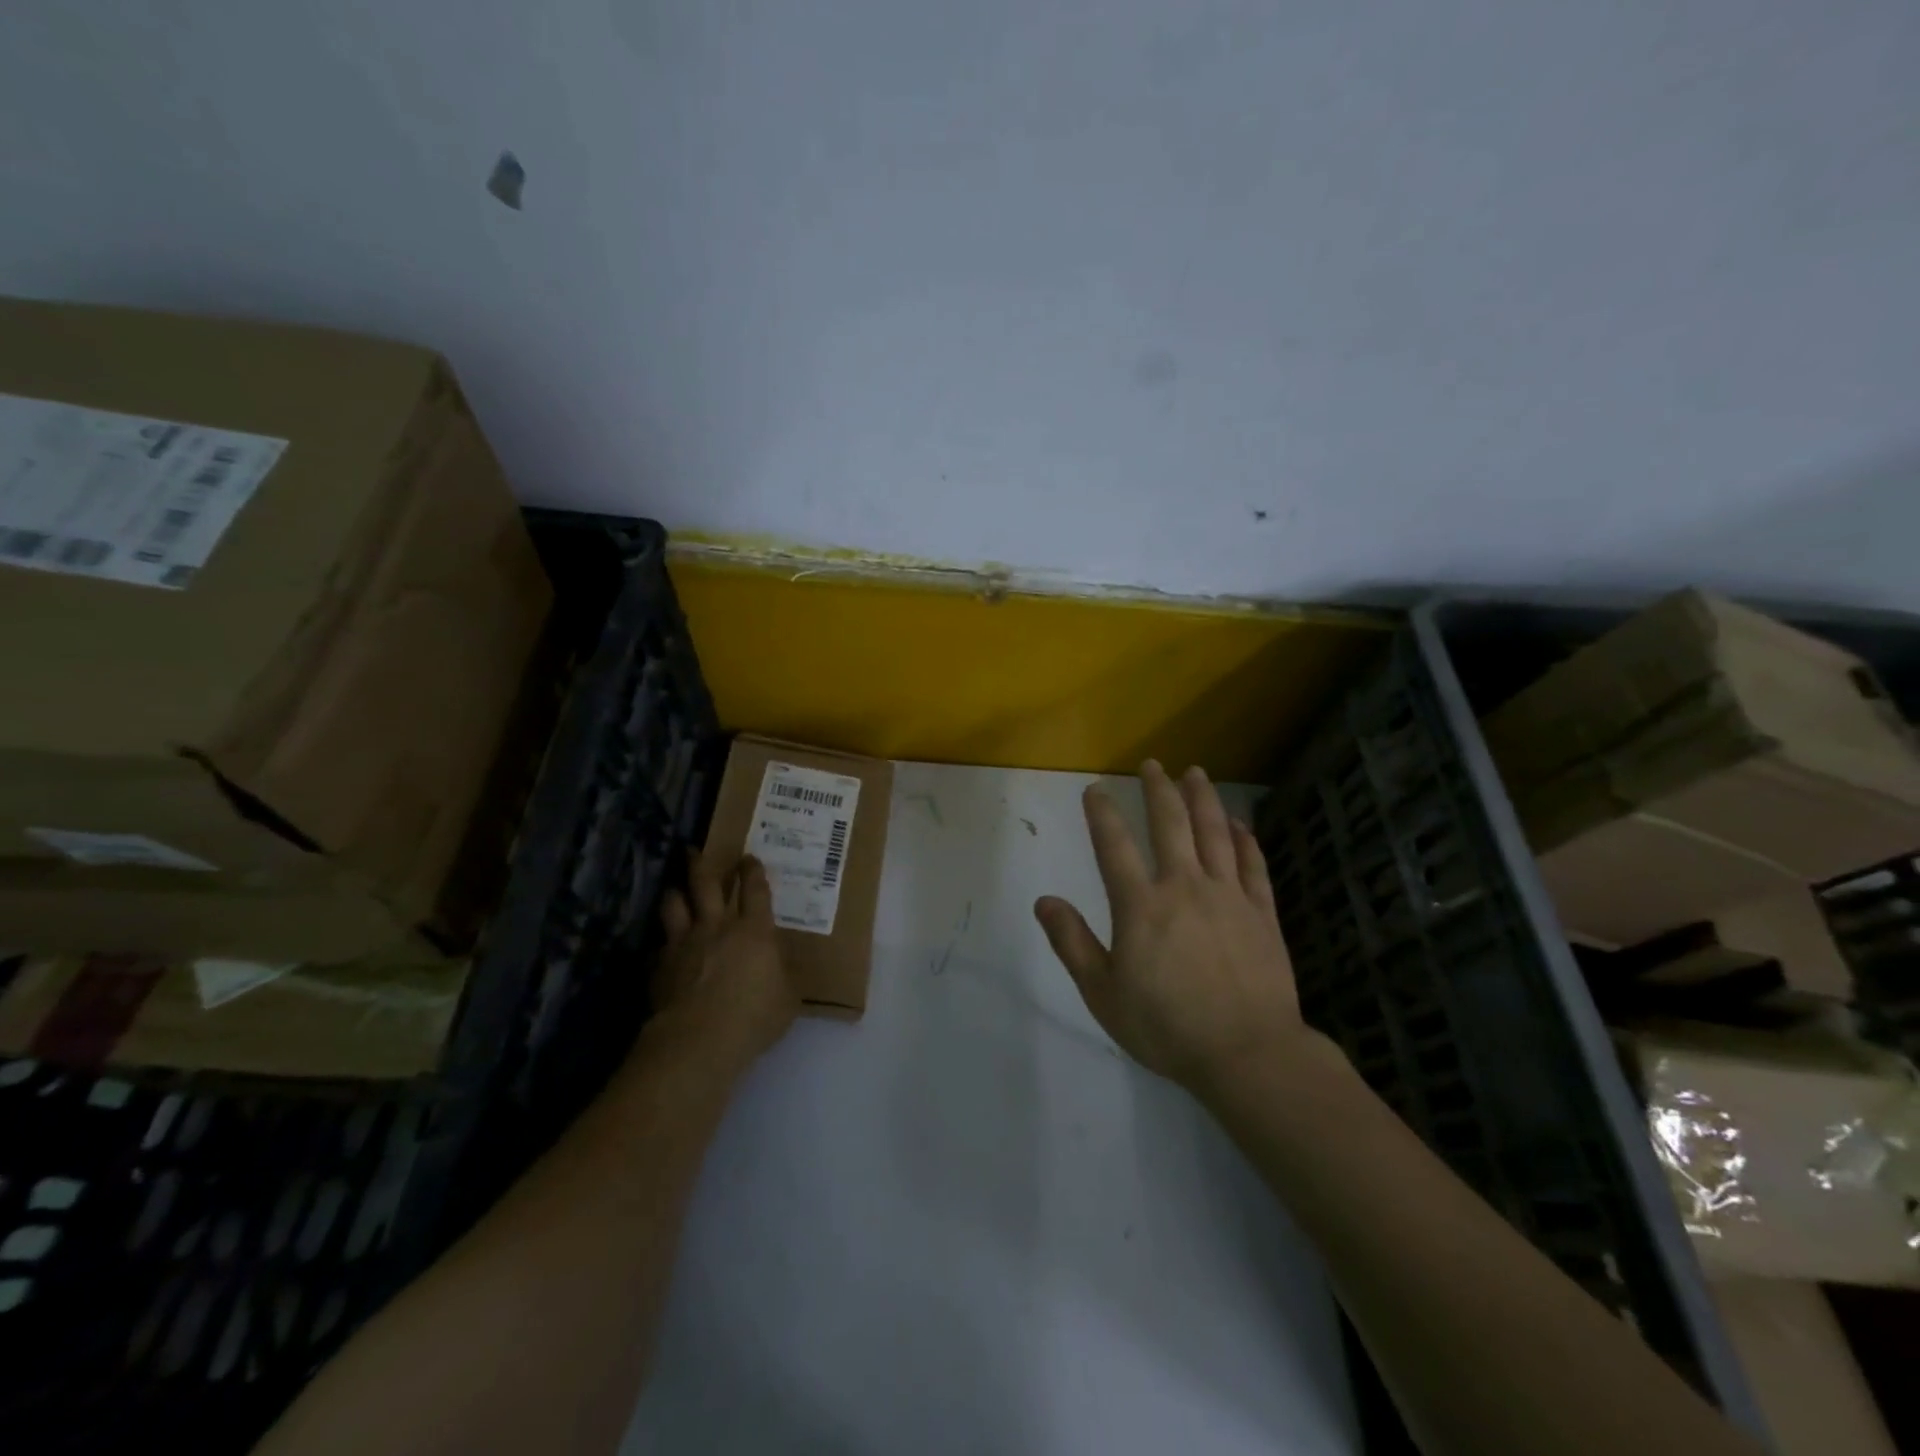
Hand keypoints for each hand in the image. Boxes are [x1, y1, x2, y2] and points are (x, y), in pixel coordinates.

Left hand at [654, 850, 798, 1067]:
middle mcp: (716, 927)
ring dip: (674, 894)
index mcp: (754, 931)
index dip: (753, 871)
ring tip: (674, 889)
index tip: (749, 858)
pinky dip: (662, 942)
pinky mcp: (659, 967)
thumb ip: (785, 975)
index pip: (755, 890)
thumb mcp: (788, 998)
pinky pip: (658, 945)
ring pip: (673, 905)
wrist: (697, 1041)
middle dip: (701, 864)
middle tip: (694, 851)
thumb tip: (785, 966)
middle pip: (705, 884)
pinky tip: (662, 947)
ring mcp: (683, 944)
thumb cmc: (753, 1017)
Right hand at [1035, 761, 1312, 1093]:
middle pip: (1170, 824)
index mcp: (1141, 906)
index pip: (1114, 846)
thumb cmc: (1167, 1027)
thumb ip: (1073, 943)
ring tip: (1195, 772)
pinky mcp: (1262, 913)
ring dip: (1203, 799)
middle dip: (1159, 790)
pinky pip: (1252, 865)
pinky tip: (1239, 823)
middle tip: (1153, 764)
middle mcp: (1184, 887)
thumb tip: (1044, 901)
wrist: (1248, 1054)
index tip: (1095, 789)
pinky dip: (1244, 840)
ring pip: (1214, 833)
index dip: (1102, 814)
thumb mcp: (1103, 994)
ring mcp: (1228, 896)